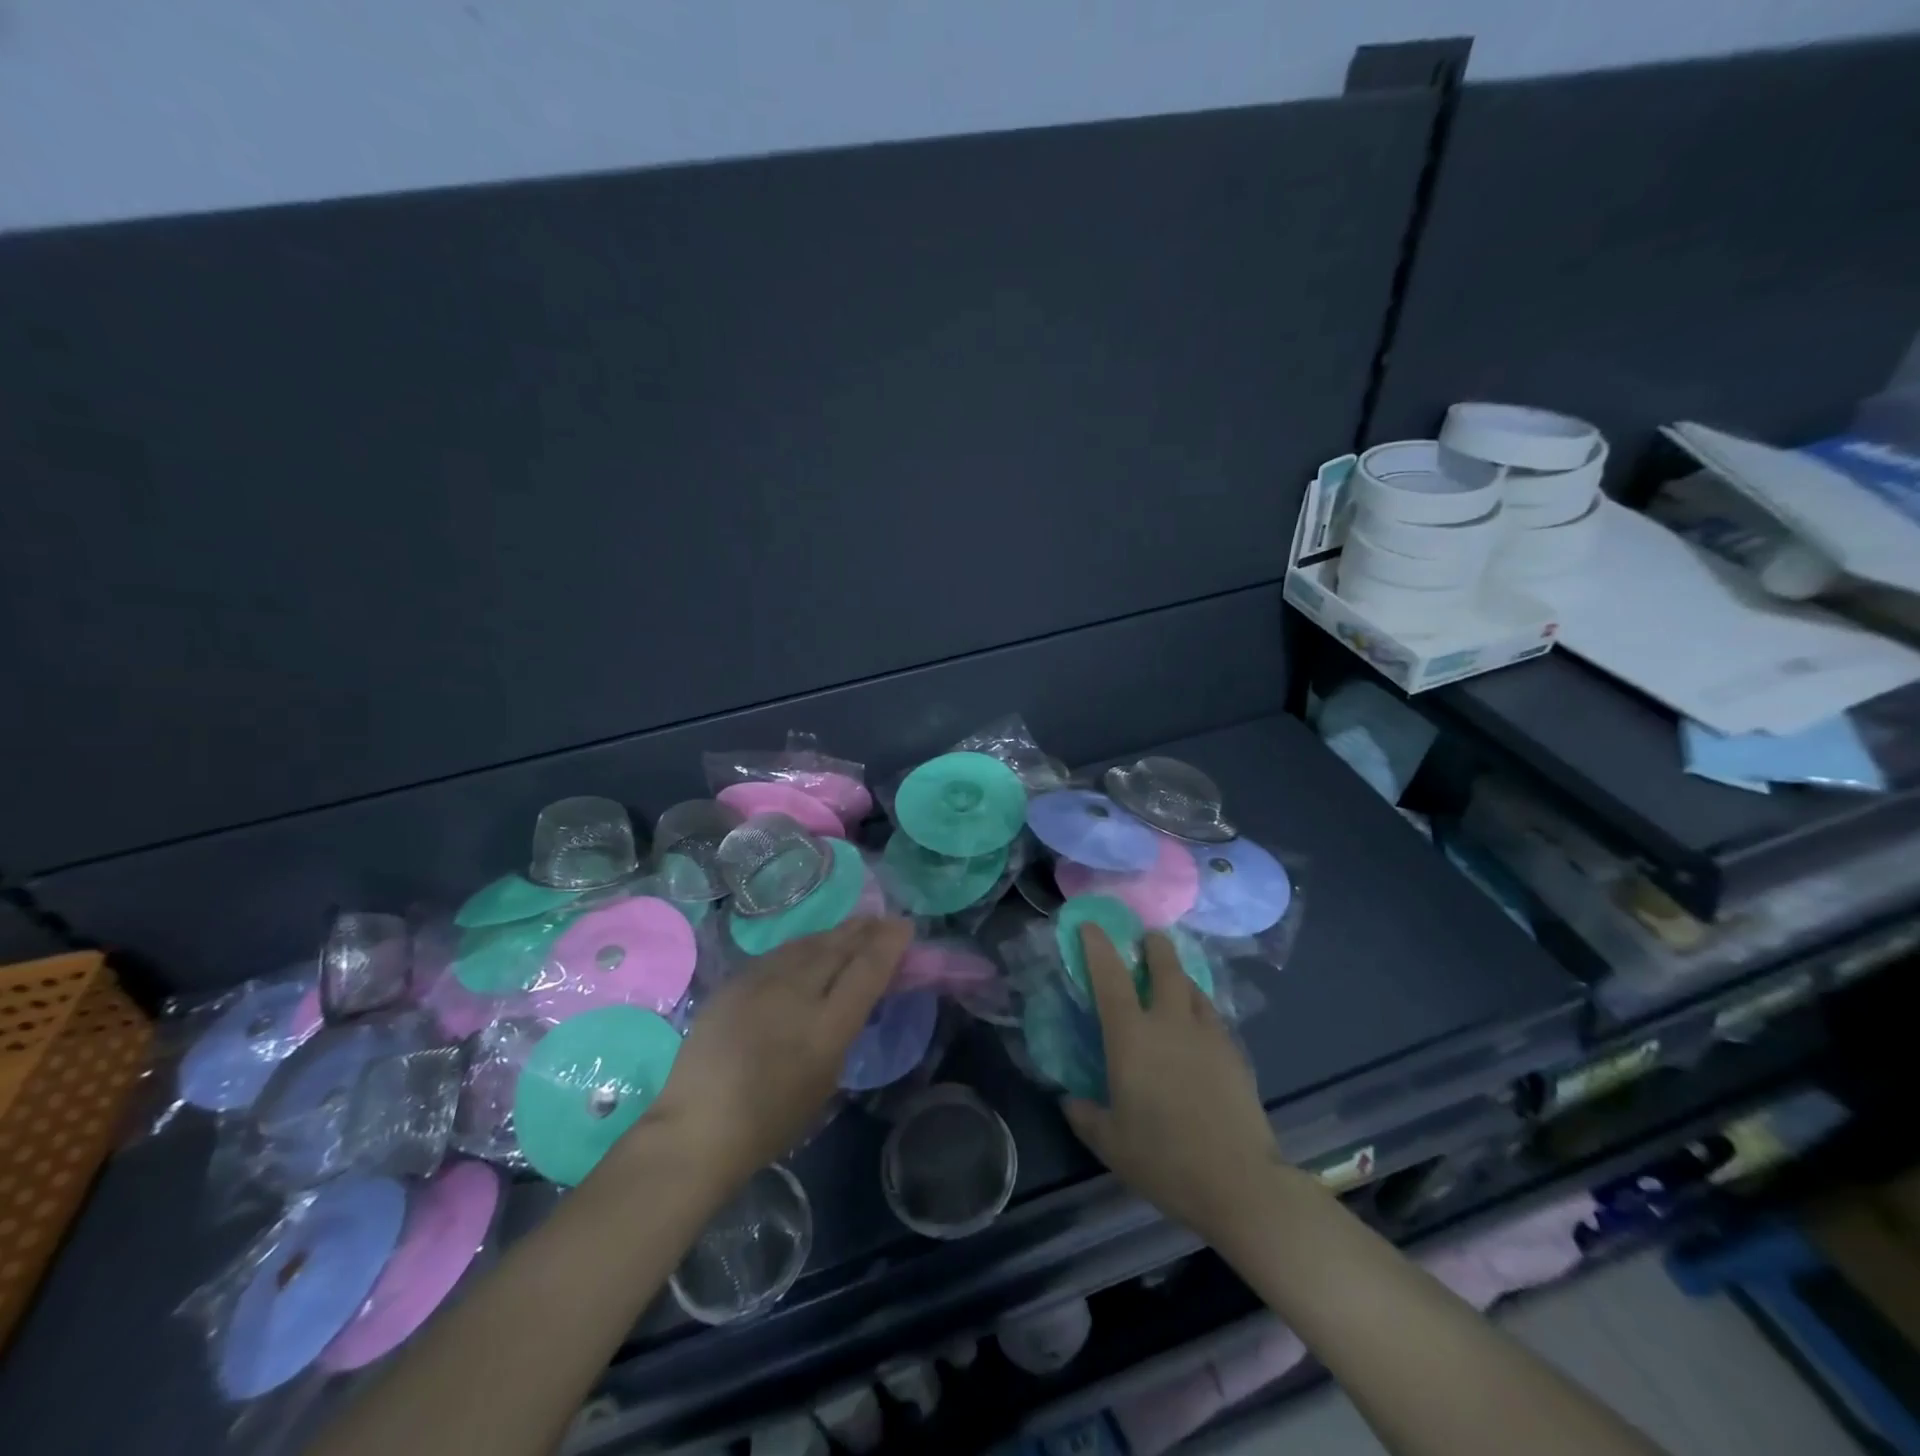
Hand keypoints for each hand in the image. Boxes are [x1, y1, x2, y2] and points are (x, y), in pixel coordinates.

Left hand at [635, 917, 911, 1198]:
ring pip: (809, 943)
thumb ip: (844, 1028)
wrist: (698, 1127)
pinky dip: (805, 945)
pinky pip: (781, 953)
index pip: (867, 969)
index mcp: (827, 1026)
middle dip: (866, 930)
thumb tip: (856, 995)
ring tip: (855, 926)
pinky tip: (811, 945)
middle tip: (884, 919)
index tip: (904, 927)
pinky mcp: (736, 980)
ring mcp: (762, 981)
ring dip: (836, 933)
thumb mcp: (826, 1078)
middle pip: (839, 947)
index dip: (889, 944)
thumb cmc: (772, 1120)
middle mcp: (797, 993)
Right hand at [1062, 926, 1280, 1245]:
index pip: (1110, 977)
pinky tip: (1198, 1028)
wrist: (1239, 1182)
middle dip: (1154, 945)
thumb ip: (1085, 1116)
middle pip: (1165, 965)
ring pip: (1193, 987)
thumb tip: (1069, 1100)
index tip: (1091, 925)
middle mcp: (1170, 1023)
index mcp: (1132, 1036)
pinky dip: (1200, 1009)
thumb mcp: (1110, 1143)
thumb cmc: (1164, 1159)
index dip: (1098, 946)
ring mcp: (1208, 1035)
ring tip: (1173, 980)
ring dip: (1179, 976)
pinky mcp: (1235, 1054)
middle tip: (1147, 939)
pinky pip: (1212, 1017)